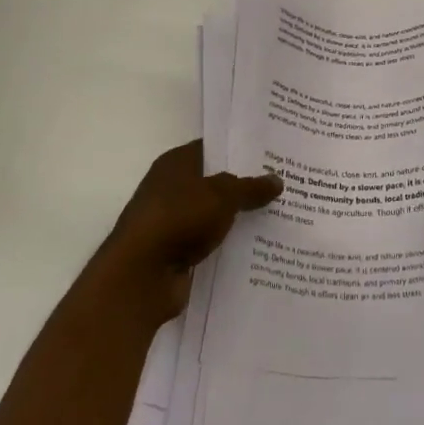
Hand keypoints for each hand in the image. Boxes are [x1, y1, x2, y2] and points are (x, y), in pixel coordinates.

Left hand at [92, 141, 281, 324]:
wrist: (140, 276)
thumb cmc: (178, 219)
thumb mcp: (222, 196)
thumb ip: (250, 187)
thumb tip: (277, 179)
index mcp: (176, 163)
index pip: (213, 147)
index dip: (240, 149)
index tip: (271, 153)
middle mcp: (171, 188)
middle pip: (215, 181)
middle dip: (244, 184)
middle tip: (283, 183)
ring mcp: (172, 221)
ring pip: (213, 213)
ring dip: (238, 217)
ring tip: (278, 214)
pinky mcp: (175, 252)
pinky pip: (209, 241)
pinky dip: (227, 243)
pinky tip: (258, 246)